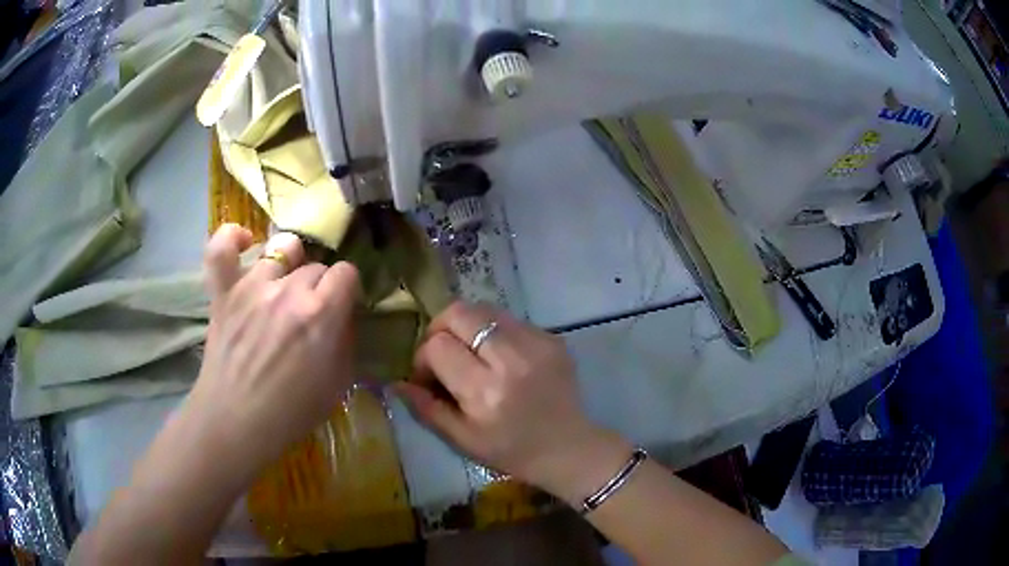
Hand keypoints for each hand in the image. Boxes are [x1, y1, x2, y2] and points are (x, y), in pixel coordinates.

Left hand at [185, 225, 360, 474]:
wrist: (237, 422)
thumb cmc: (292, 412)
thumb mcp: (339, 383)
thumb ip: (346, 340)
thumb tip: (343, 315)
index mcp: (321, 314)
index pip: (347, 273)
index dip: (347, 289)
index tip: (342, 305)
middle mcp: (289, 290)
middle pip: (315, 265)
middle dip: (319, 286)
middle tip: (310, 312)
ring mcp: (252, 285)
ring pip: (281, 247)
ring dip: (289, 262)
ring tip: (284, 281)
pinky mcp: (224, 291)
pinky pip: (222, 247)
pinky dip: (232, 238)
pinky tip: (244, 243)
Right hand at [396, 302, 630, 503]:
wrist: (569, 447)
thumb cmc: (512, 451)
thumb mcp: (463, 440)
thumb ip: (426, 408)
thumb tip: (396, 381)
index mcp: (485, 391)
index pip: (437, 346)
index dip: (423, 357)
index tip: (428, 375)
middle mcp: (511, 359)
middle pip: (459, 313)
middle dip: (440, 328)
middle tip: (443, 352)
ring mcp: (537, 343)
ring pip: (484, 309)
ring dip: (467, 326)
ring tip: (471, 353)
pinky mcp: (552, 337)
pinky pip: (510, 319)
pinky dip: (495, 332)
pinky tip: (500, 357)